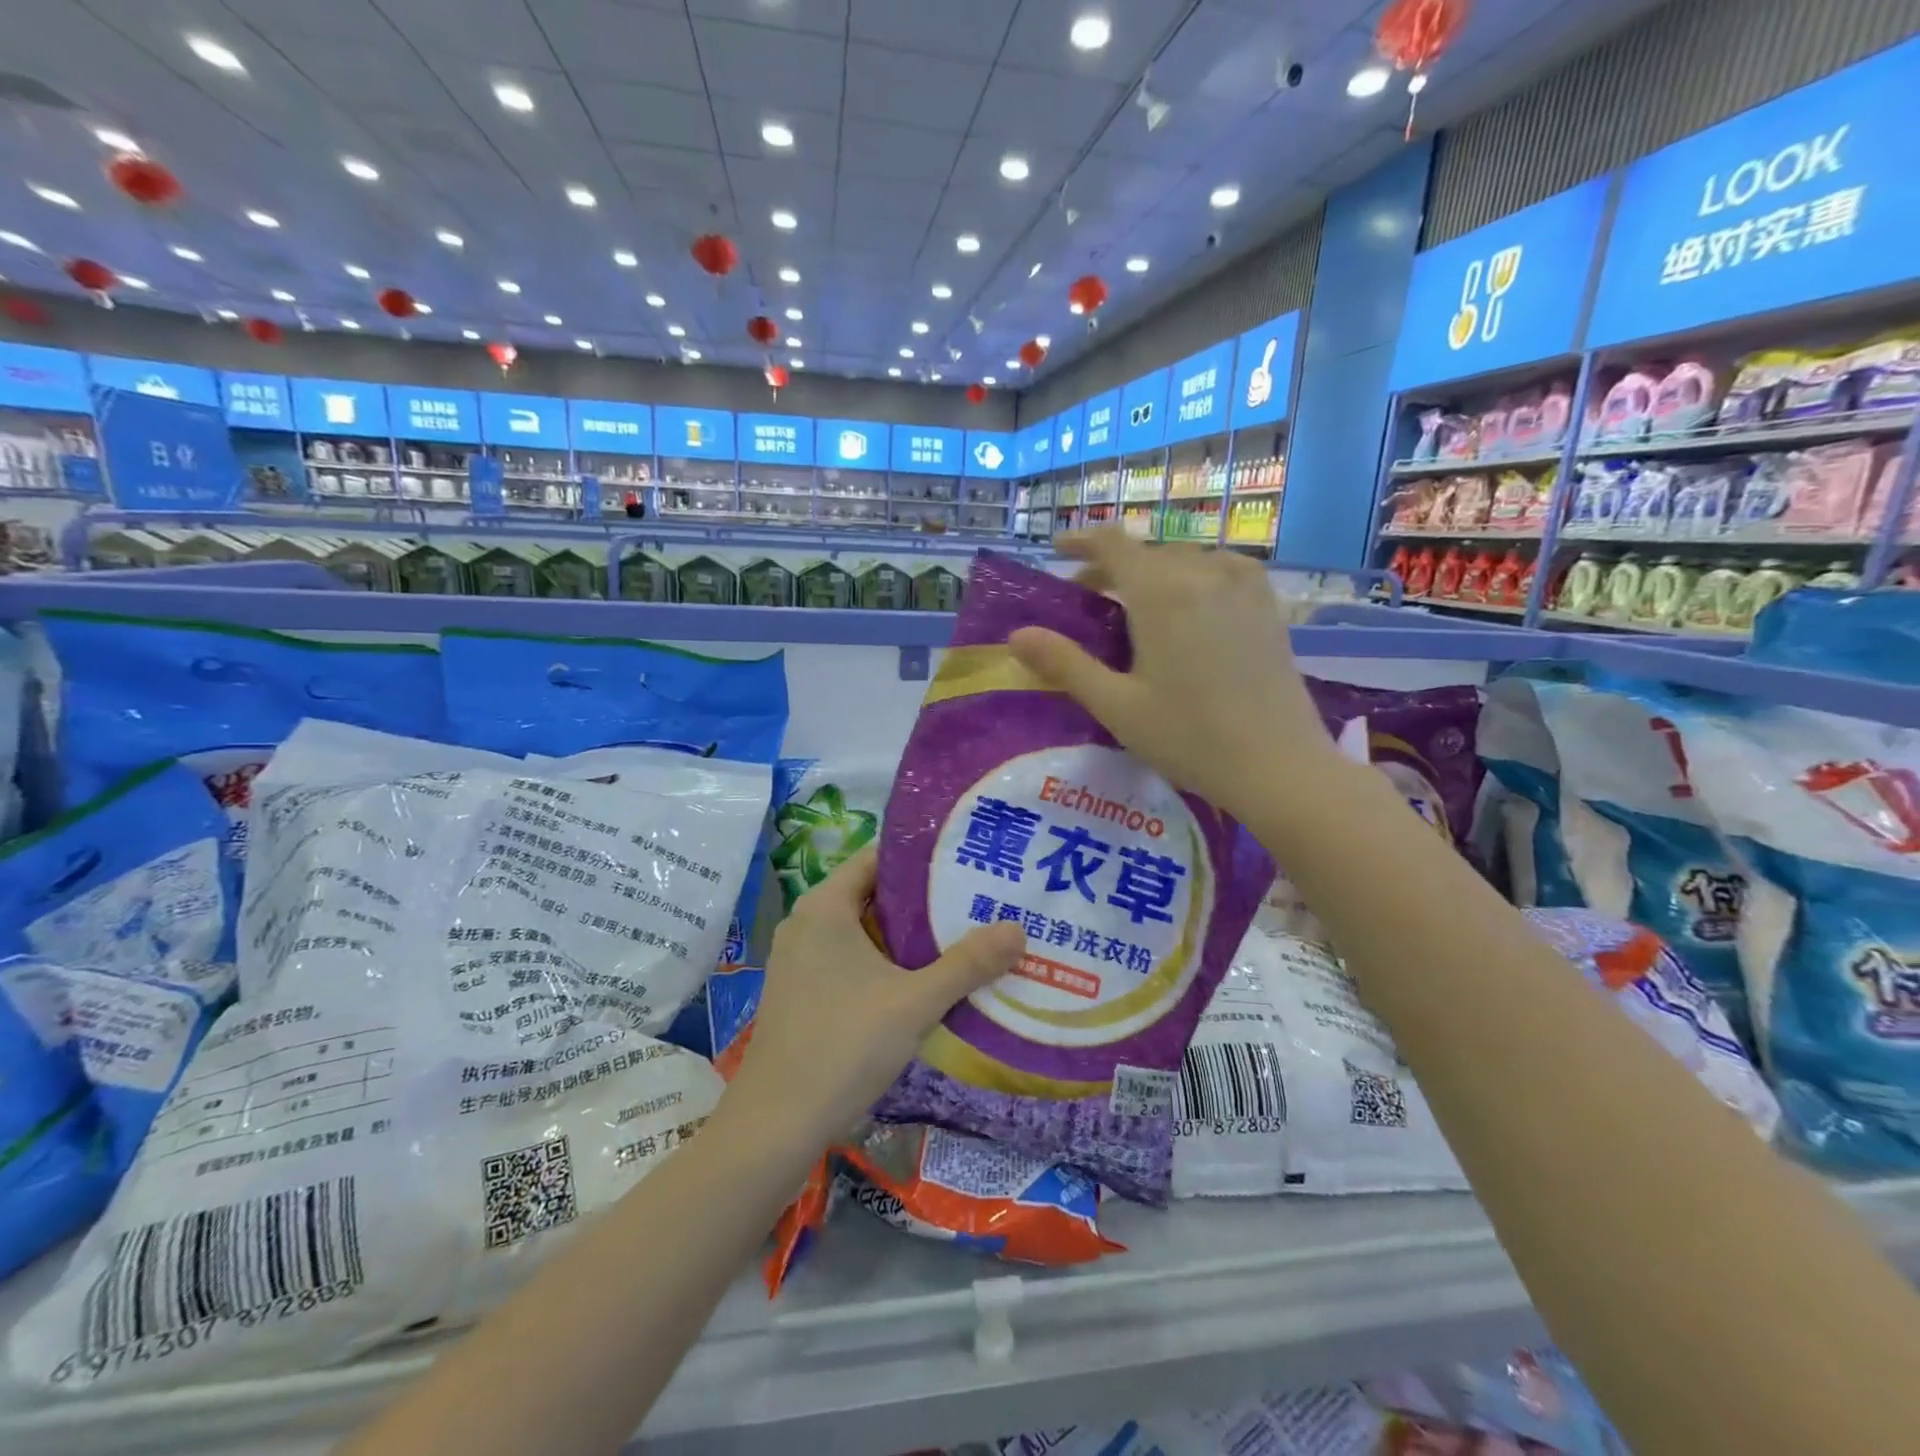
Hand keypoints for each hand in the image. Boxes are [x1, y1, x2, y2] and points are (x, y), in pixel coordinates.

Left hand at [727, 846, 1025, 1139]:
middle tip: (976, 897)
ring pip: (864, 930)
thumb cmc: (843, 1047)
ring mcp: (800, 959)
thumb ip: (967, 964)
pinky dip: (885, 960)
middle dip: (923, 898)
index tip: (965, 860)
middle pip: (874, 893)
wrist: (775, 1126)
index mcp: (825, 906)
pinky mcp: (801, 991)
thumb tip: (1017, 929)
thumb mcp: (914, 1002)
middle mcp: (807, 922)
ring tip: (961, 934)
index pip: (877, 857)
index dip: (922, 856)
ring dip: (907, 934)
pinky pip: (850, 958)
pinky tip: (923, 979)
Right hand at [1008, 529, 1335, 824]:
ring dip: (1152, 572)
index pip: (1113, 544)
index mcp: (1161, 592)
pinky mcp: (1267, 604)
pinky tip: (1189, 606)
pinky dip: (1193, 577)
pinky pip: (1221, 570)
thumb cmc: (1189, 738)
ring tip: (1135, 604)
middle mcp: (1203, 573)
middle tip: (1087, 596)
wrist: (1278, 765)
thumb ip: (1065, 664)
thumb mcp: (1115, 705)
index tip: (1057, 552)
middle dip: (1112, 566)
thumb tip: (1017, 635)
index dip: (1081, 542)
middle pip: (1147, 552)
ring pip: (1184, 560)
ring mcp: (1243, 585)